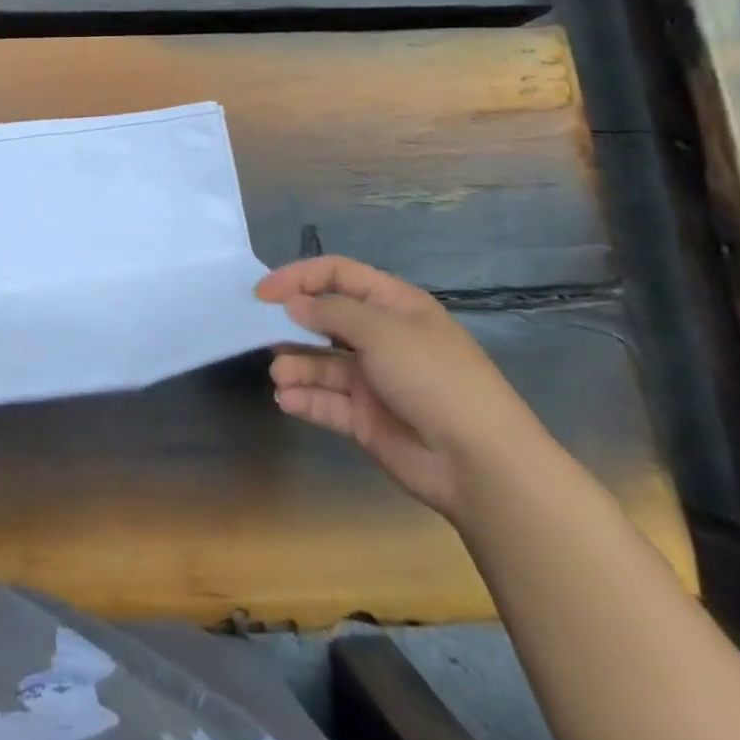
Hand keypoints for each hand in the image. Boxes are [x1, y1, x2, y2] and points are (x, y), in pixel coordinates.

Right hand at [256, 256, 550, 521]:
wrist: (481, 464)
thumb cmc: (434, 379)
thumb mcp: (383, 331)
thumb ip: (331, 312)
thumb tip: (292, 304)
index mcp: (394, 306)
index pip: (338, 275)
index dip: (299, 278)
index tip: (264, 293)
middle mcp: (381, 338)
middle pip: (325, 318)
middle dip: (291, 323)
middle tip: (258, 330)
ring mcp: (373, 379)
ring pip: (320, 363)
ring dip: (295, 366)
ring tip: (279, 376)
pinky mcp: (365, 418)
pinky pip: (326, 401)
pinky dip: (305, 399)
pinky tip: (288, 400)